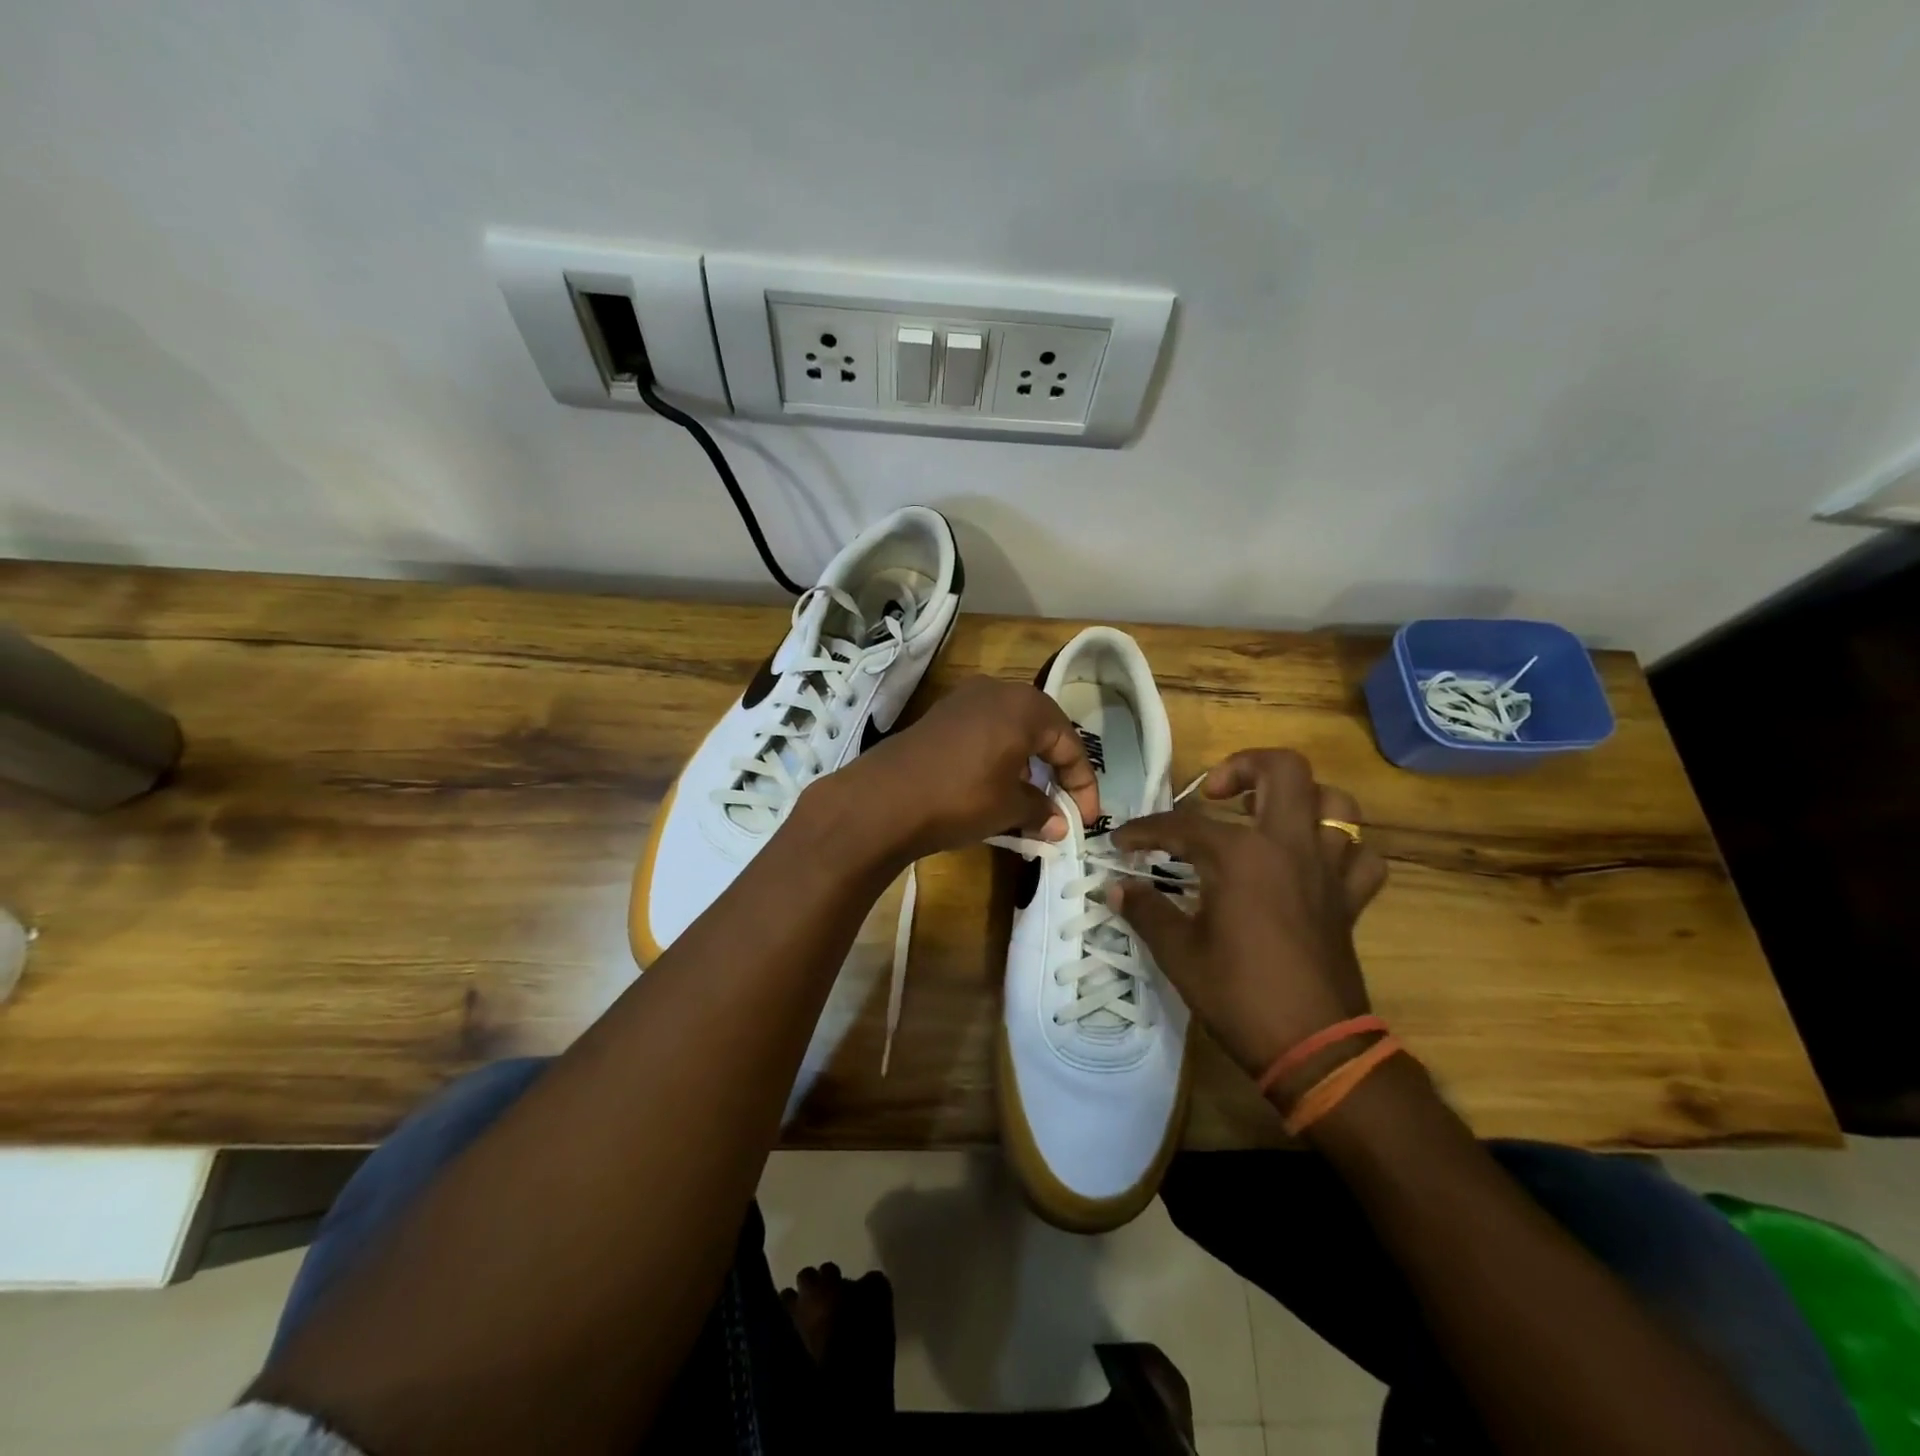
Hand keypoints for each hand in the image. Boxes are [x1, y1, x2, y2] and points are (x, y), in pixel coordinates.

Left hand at [815, 675, 1101, 863]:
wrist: (883, 799)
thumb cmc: (961, 797)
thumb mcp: (1009, 807)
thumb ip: (1041, 810)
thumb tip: (1058, 824)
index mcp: (1026, 706)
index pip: (1070, 744)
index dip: (1082, 785)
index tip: (1085, 820)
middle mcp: (997, 691)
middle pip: (1042, 730)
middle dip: (1055, 769)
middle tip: (1060, 804)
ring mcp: (963, 700)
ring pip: (1011, 730)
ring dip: (1026, 763)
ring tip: (1027, 800)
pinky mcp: (939, 716)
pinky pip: (983, 732)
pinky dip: (997, 757)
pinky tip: (991, 786)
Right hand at [1109, 749, 1387, 1079]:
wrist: (1313, 1049)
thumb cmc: (1238, 994)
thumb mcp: (1178, 952)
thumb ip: (1146, 910)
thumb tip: (1116, 888)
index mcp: (1241, 855)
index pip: (1182, 824)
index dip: (1144, 831)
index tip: (1121, 843)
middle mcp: (1289, 846)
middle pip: (1283, 770)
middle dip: (1243, 766)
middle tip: (1214, 793)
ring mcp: (1327, 869)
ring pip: (1336, 803)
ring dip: (1302, 798)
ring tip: (1267, 815)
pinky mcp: (1350, 899)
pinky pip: (1362, 856)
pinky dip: (1342, 849)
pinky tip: (1313, 861)